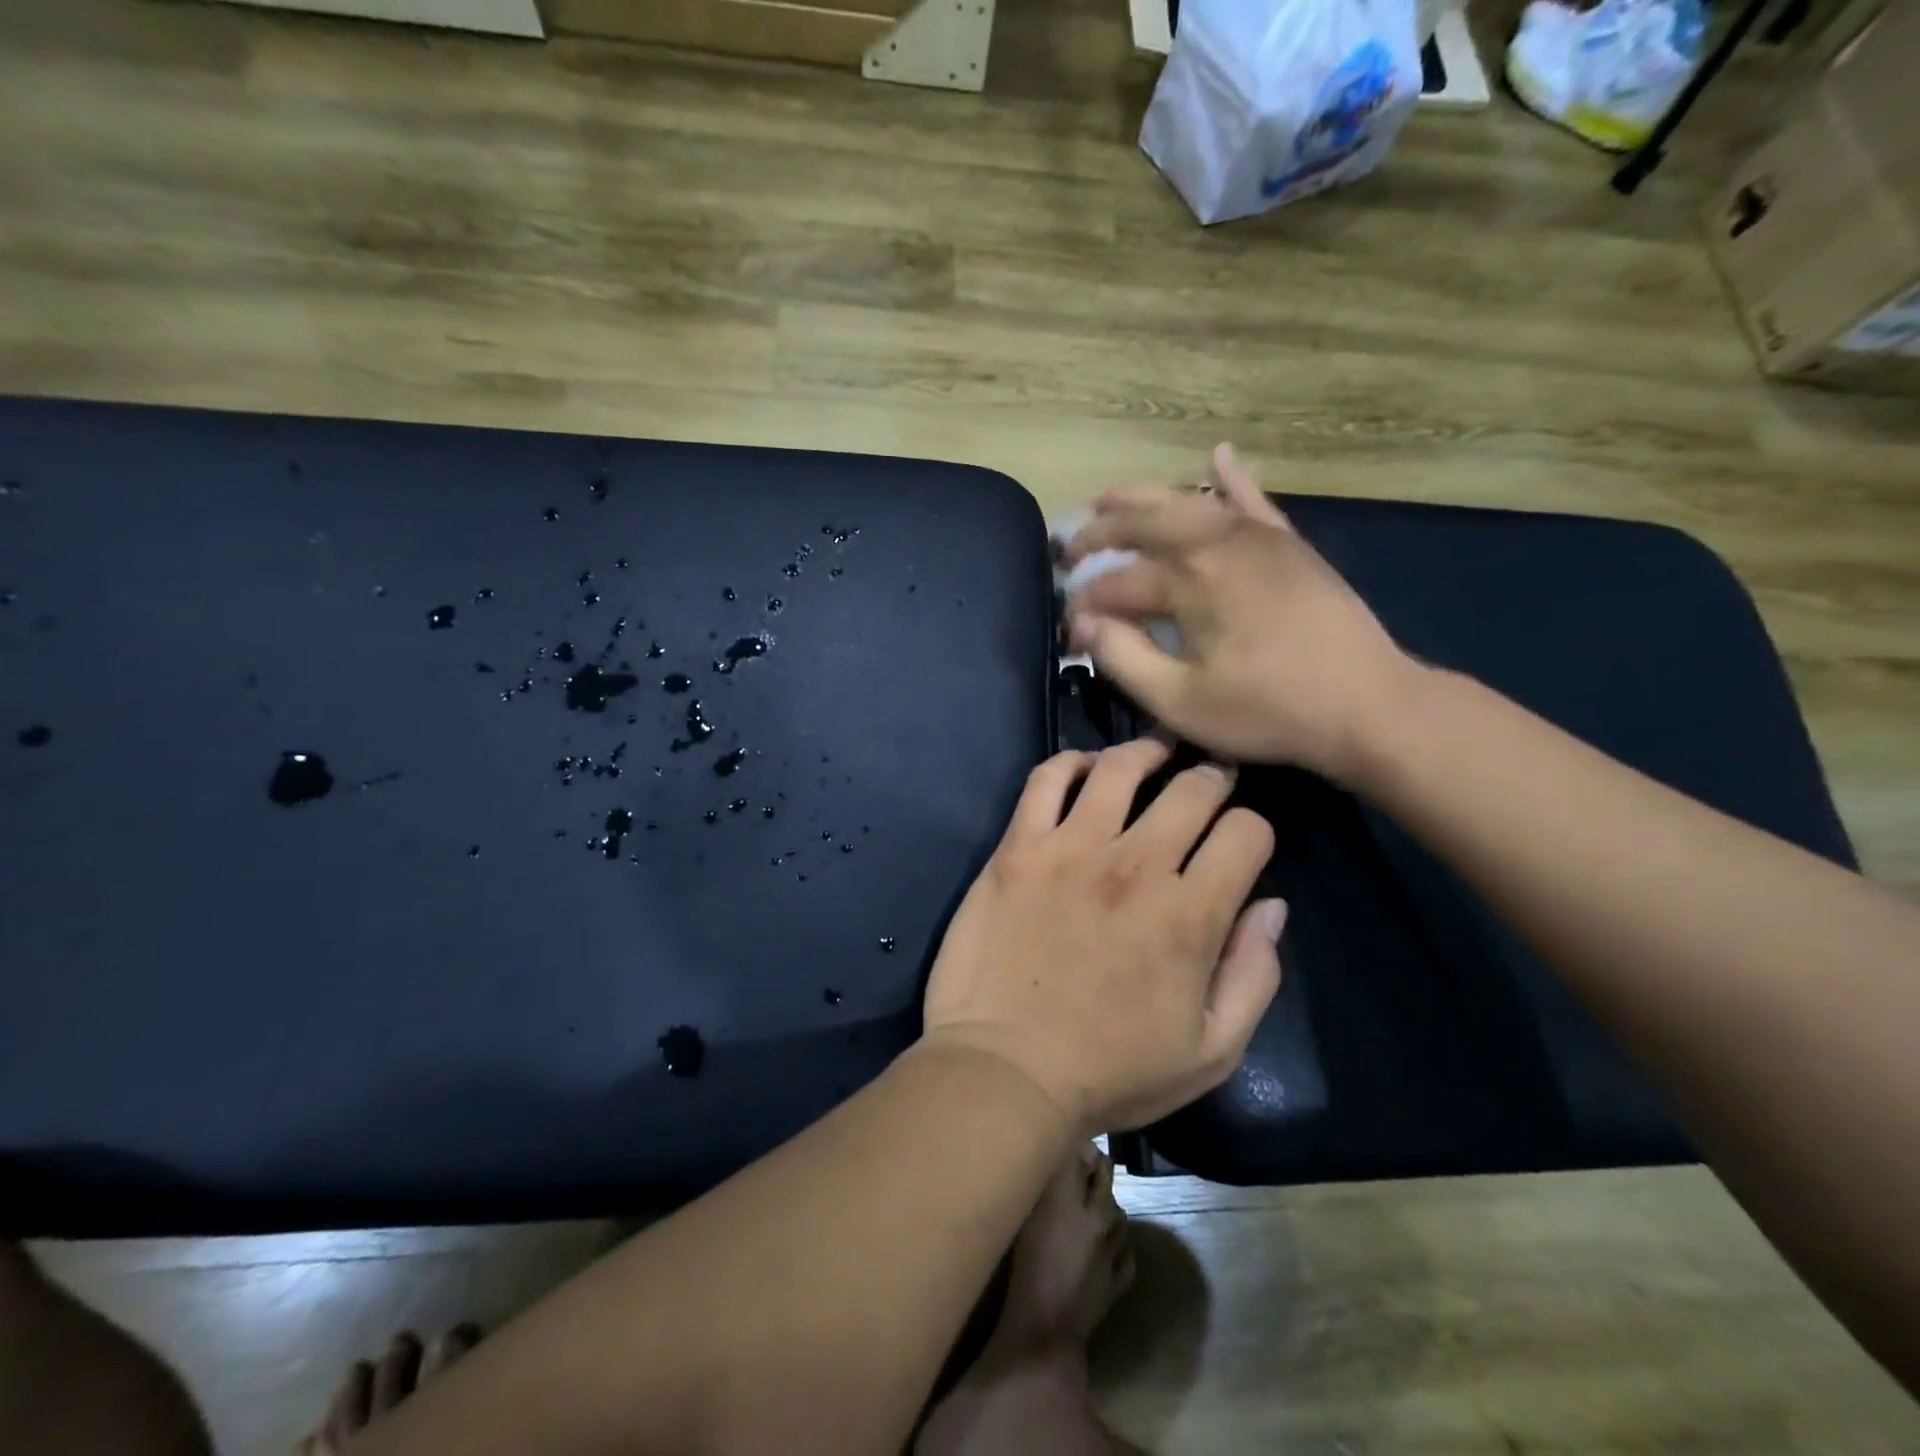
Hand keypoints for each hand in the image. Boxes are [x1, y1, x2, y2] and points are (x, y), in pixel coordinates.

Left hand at [921, 739, 1285, 1136]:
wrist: (1004, 1072)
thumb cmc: (1111, 1072)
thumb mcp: (1211, 1051)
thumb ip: (1254, 975)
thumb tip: (1272, 907)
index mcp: (1191, 913)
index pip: (1246, 833)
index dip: (1254, 830)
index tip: (1241, 842)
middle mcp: (1136, 865)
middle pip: (1192, 789)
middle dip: (1212, 779)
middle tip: (1209, 781)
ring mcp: (1071, 849)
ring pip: (1120, 769)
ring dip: (1147, 752)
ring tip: (1156, 753)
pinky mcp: (1018, 848)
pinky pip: (1046, 780)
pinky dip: (1070, 762)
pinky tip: (1084, 768)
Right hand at [1062, 444, 1413, 783]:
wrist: (1367, 704)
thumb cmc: (1267, 711)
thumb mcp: (1180, 701)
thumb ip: (1124, 658)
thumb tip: (1085, 624)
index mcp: (1189, 581)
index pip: (1115, 583)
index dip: (1084, 604)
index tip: (1069, 628)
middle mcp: (1217, 542)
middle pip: (1142, 522)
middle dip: (1098, 533)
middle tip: (1069, 549)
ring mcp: (1257, 536)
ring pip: (1188, 500)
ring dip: (1141, 496)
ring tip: (1106, 497)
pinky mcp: (1288, 544)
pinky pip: (1253, 500)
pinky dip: (1231, 477)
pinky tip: (1216, 454)